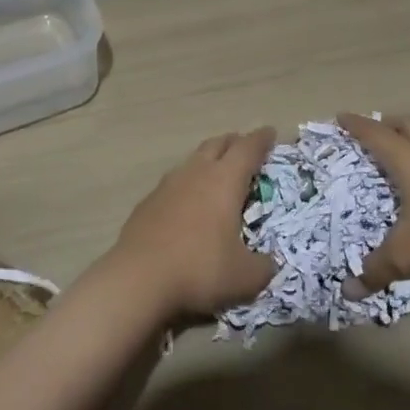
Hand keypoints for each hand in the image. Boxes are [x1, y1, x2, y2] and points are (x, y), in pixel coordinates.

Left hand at [110, 128, 279, 317]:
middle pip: (217, 144)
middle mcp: (196, 173)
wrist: (138, 278)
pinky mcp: (148, 201)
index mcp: (224, 181)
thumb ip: (264, 267)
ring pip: (192, 160)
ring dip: (208, 160)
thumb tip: (270, 263)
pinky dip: (187, 184)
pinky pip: (174, 183)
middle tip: (245, 147)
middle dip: (234, 142)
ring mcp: (168, 185)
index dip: (261, 139)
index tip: (270, 132)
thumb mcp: (245, 277)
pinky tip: (187, 202)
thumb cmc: (199, 269)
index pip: (247, 149)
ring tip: (216, 172)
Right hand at [339, 113, 409, 294]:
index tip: (340, 117)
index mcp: (408, 160)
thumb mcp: (408, 254)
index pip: (375, 134)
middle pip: (408, 126)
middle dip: (389, 125)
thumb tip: (347, 291)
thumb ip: (377, 270)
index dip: (356, 125)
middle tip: (375, 132)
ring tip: (406, 162)